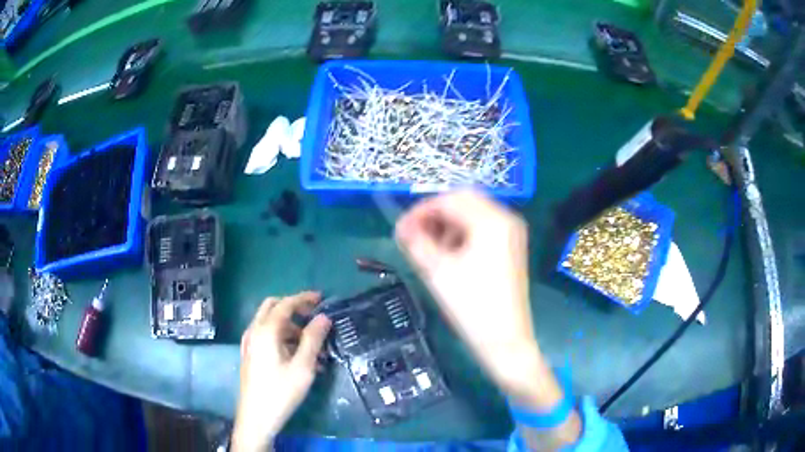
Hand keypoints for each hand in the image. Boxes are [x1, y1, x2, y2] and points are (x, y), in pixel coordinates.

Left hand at [232, 292, 331, 450]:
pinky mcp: (250, 355)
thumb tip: (323, 317)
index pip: (285, 304)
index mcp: (265, 331)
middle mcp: (254, 331)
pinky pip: (266, 336)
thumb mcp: (303, 367)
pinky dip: (282, 337)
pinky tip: (298, 356)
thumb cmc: (281, 392)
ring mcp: (249, 343)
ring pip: (270, 323)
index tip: (322, 298)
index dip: (304, 298)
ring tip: (313, 346)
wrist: (256, 417)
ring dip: (290, 326)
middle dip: (294, 308)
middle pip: (272, 307)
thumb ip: (313, 339)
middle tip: (314, 317)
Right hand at [395, 191, 557, 407]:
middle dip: (434, 215)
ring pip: (472, 214)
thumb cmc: (472, 306)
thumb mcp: (437, 271)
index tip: (400, 228)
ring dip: (447, 225)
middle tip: (413, 235)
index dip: (420, 210)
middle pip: (463, 202)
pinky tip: (449, 254)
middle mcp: (506, 219)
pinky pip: (482, 229)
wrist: (505, 341)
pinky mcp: (511, 247)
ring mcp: (512, 233)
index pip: (449, 200)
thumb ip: (416, 241)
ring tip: (428, 248)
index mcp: (491, 221)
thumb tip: (401, 226)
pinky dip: (462, 234)